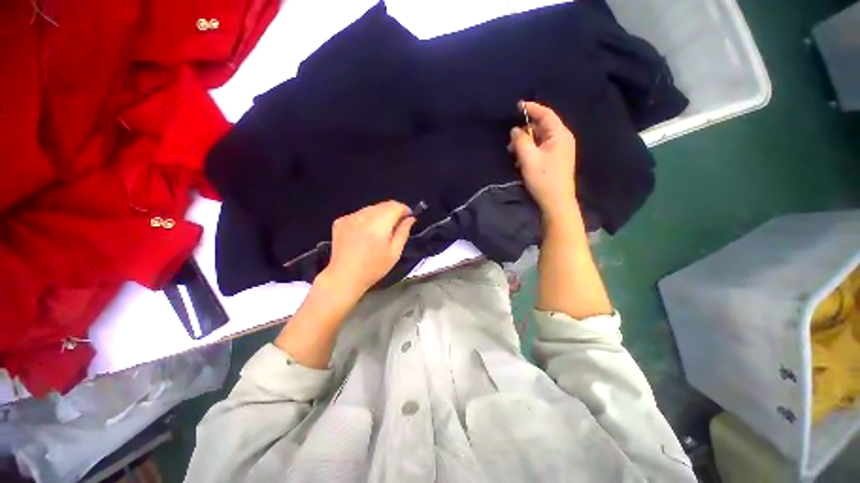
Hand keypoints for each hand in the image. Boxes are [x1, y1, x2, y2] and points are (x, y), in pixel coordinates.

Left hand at [318, 201, 415, 300]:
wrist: (344, 277)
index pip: (395, 206)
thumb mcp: (394, 253)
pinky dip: (366, 219)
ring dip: (379, 215)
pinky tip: (364, 234)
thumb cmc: (373, 268)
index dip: (404, 210)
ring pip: (371, 208)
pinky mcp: (340, 221)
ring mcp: (349, 217)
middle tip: (394, 228)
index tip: (407, 218)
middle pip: (383, 205)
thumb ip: (403, 232)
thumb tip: (410, 218)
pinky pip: (359, 214)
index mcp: (378, 224)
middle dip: (392, 212)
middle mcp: (363, 216)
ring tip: (378, 233)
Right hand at [508, 101, 577, 220]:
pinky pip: (541, 148)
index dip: (532, 108)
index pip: (546, 114)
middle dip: (526, 129)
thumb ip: (520, 141)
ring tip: (513, 151)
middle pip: (543, 126)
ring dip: (526, 142)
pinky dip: (530, 150)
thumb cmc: (543, 179)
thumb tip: (515, 130)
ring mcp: (560, 150)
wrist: (556, 202)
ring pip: (540, 138)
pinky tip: (521, 159)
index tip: (517, 106)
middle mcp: (562, 139)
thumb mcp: (528, 158)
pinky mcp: (555, 160)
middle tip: (510, 139)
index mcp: (559, 135)